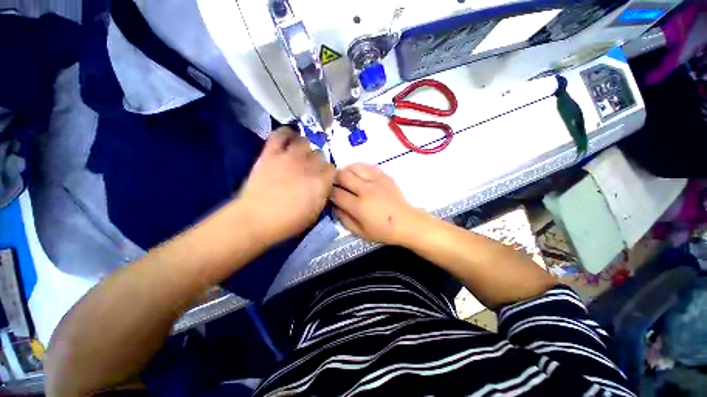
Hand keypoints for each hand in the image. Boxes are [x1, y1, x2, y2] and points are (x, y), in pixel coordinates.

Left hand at [238, 127, 335, 243]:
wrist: (256, 219)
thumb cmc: (289, 221)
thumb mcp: (315, 213)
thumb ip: (323, 195)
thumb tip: (324, 186)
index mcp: (321, 182)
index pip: (332, 168)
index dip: (328, 174)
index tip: (324, 179)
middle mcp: (309, 165)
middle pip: (320, 154)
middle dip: (318, 162)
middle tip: (310, 169)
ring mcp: (289, 157)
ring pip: (305, 141)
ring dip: (305, 148)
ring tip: (300, 154)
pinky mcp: (271, 153)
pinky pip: (280, 134)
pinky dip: (286, 133)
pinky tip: (288, 137)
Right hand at [331, 163, 424, 245]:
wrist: (407, 222)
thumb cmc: (383, 231)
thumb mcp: (360, 232)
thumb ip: (344, 219)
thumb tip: (334, 206)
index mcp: (359, 207)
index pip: (337, 193)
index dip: (329, 193)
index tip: (330, 195)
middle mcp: (366, 190)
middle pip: (342, 176)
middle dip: (335, 179)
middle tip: (336, 185)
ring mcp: (376, 181)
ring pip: (354, 167)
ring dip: (346, 171)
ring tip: (347, 178)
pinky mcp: (384, 176)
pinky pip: (367, 166)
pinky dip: (359, 168)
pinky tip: (359, 175)